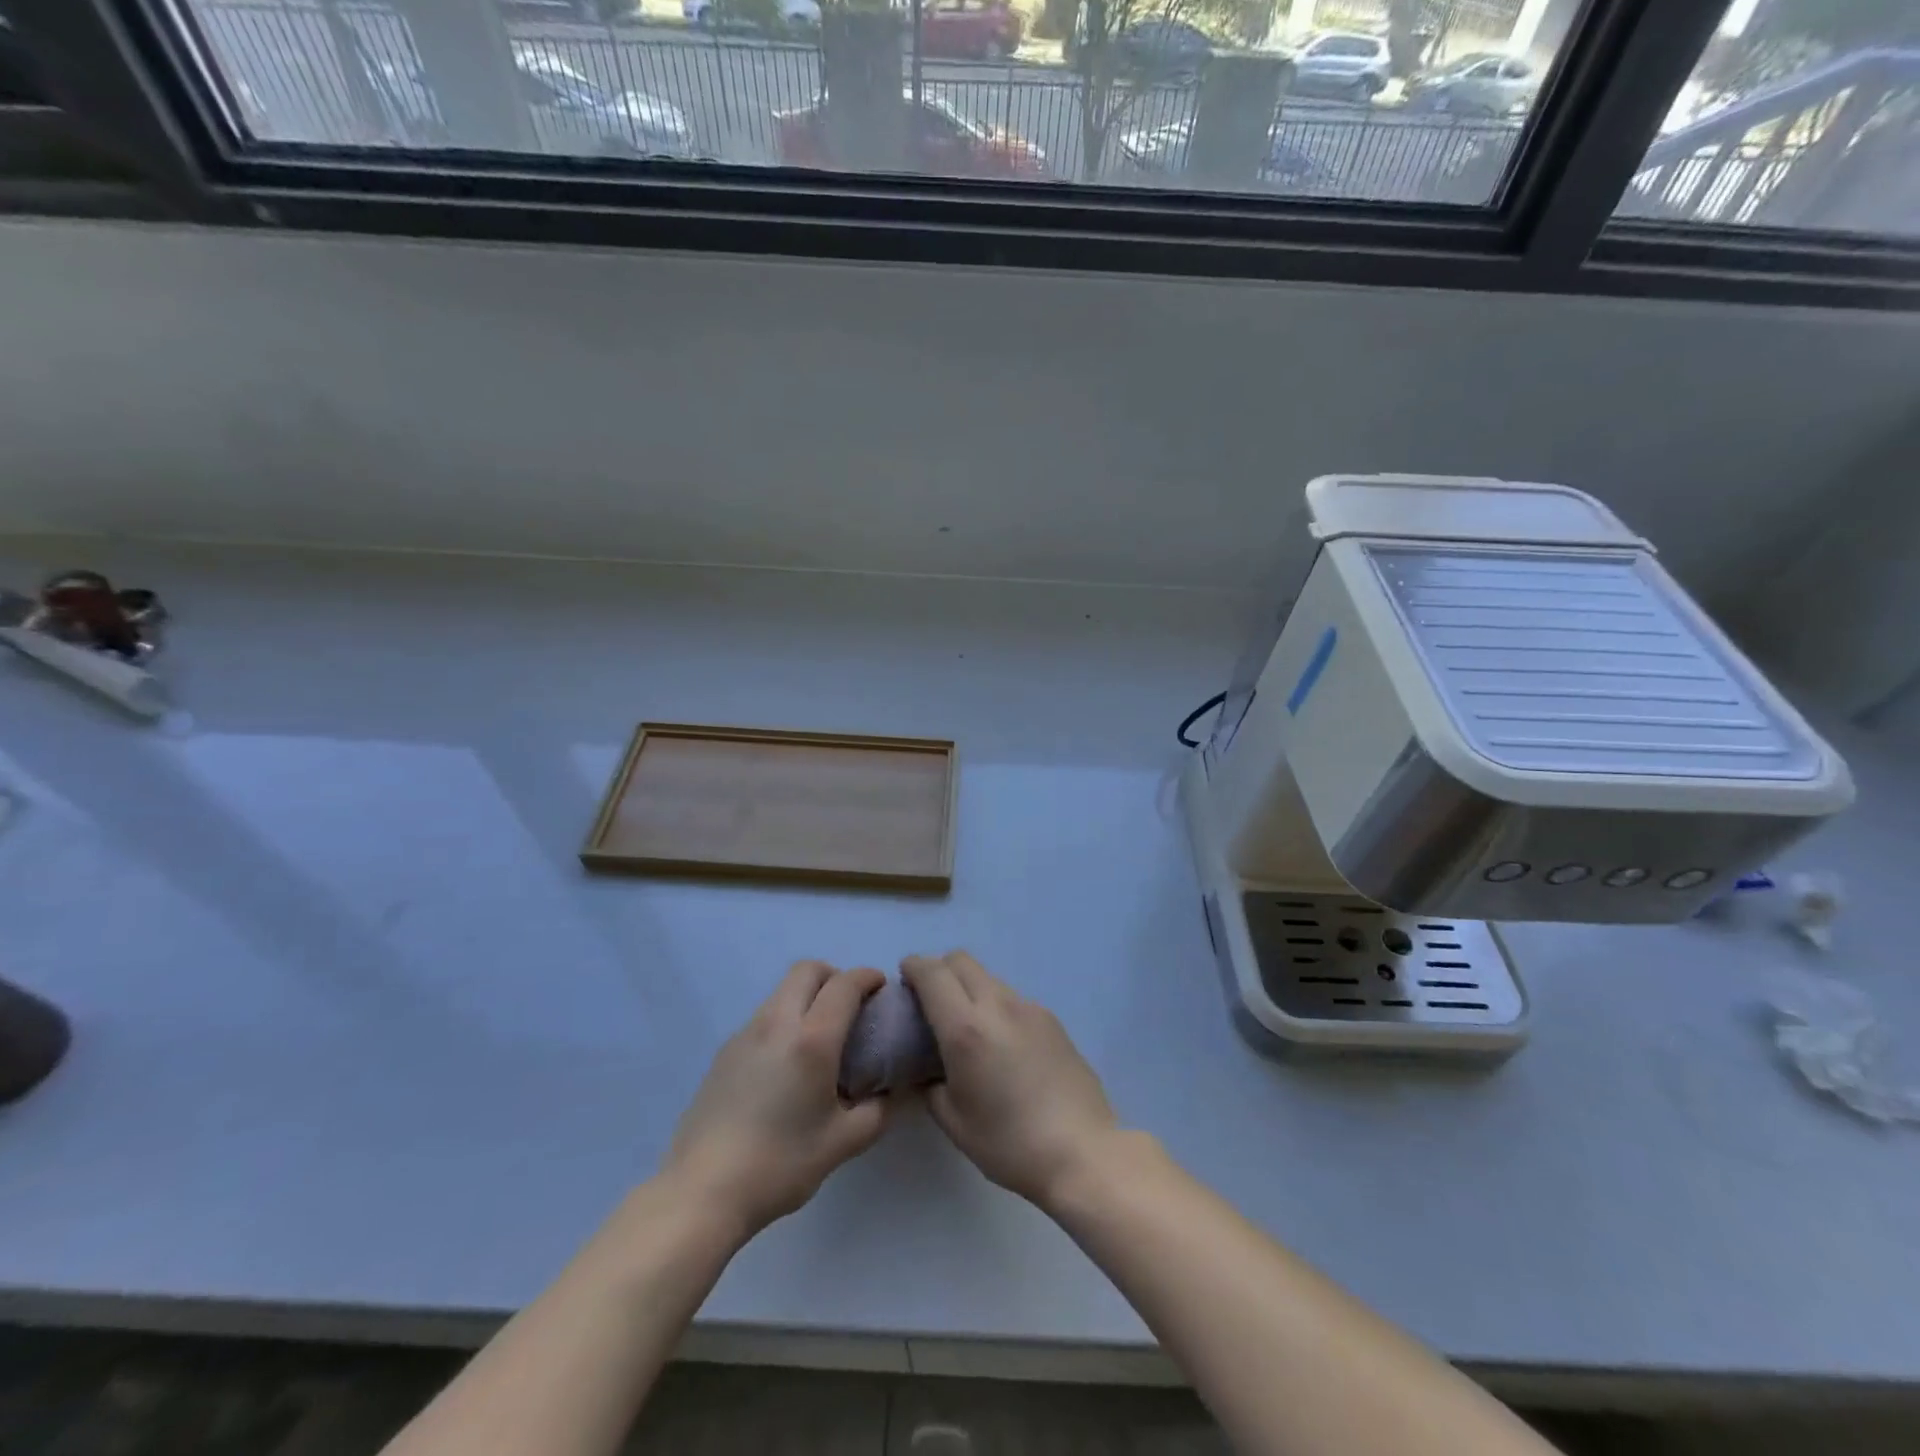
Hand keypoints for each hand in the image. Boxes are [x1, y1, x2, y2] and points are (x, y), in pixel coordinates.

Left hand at [664, 961, 889, 1237]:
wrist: (702, 1191)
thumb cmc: (780, 1164)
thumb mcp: (843, 1143)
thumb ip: (877, 1111)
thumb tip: (893, 1092)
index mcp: (812, 1039)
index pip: (845, 984)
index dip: (868, 977)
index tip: (882, 991)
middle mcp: (777, 1023)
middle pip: (807, 970)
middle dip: (835, 976)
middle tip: (850, 1009)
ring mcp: (745, 1034)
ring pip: (782, 991)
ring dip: (807, 997)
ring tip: (819, 1039)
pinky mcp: (724, 1052)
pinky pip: (763, 1016)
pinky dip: (784, 1020)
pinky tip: (787, 1065)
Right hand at [901, 951, 1119, 1210]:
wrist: (1082, 1151)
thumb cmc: (1010, 1143)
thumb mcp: (954, 1122)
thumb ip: (931, 1086)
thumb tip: (928, 1071)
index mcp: (966, 1029)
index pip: (933, 973)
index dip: (913, 967)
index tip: (904, 979)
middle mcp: (997, 1006)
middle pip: (961, 961)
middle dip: (939, 971)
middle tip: (931, 1003)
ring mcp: (1029, 1008)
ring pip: (988, 977)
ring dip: (969, 988)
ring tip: (969, 1028)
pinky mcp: (1052, 1019)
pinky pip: (1012, 998)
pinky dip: (996, 1006)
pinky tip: (1002, 1045)